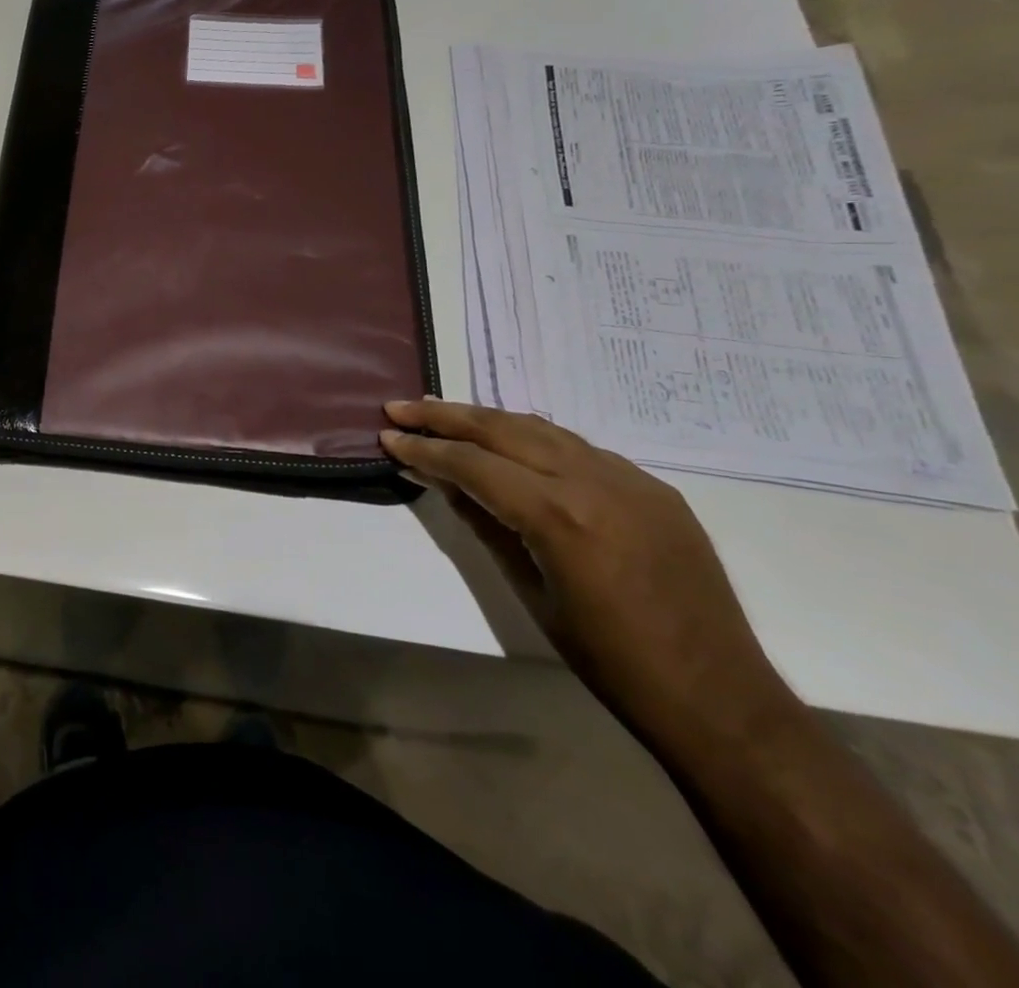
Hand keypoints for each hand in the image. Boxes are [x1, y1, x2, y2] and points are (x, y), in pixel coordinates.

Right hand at [381, 398, 797, 750]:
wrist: (717, 696)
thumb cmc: (607, 659)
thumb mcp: (528, 589)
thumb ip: (483, 523)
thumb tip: (441, 480)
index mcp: (559, 515)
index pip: (473, 463)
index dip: (424, 449)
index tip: (387, 437)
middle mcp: (594, 482)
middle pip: (504, 429)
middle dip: (446, 417)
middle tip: (401, 408)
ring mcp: (630, 480)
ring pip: (541, 429)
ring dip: (487, 419)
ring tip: (443, 414)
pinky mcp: (653, 488)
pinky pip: (580, 448)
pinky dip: (533, 438)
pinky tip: (510, 444)